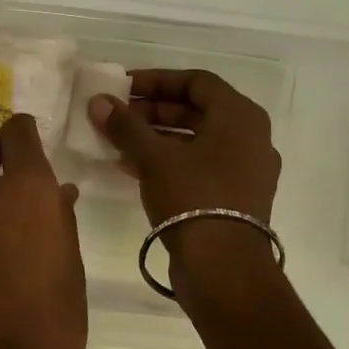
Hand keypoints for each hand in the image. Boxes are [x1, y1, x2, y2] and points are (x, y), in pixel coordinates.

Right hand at [87, 70, 282, 285]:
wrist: (223, 268)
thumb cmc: (193, 197)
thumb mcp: (153, 157)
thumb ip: (125, 125)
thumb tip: (98, 101)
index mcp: (240, 116)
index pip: (196, 81)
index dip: (157, 80)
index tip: (123, 86)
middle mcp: (250, 137)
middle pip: (197, 110)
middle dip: (153, 110)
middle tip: (118, 115)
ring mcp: (246, 169)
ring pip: (197, 140)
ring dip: (157, 136)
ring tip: (119, 142)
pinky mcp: (237, 197)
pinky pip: (201, 165)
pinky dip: (170, 160)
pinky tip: (134, 168)